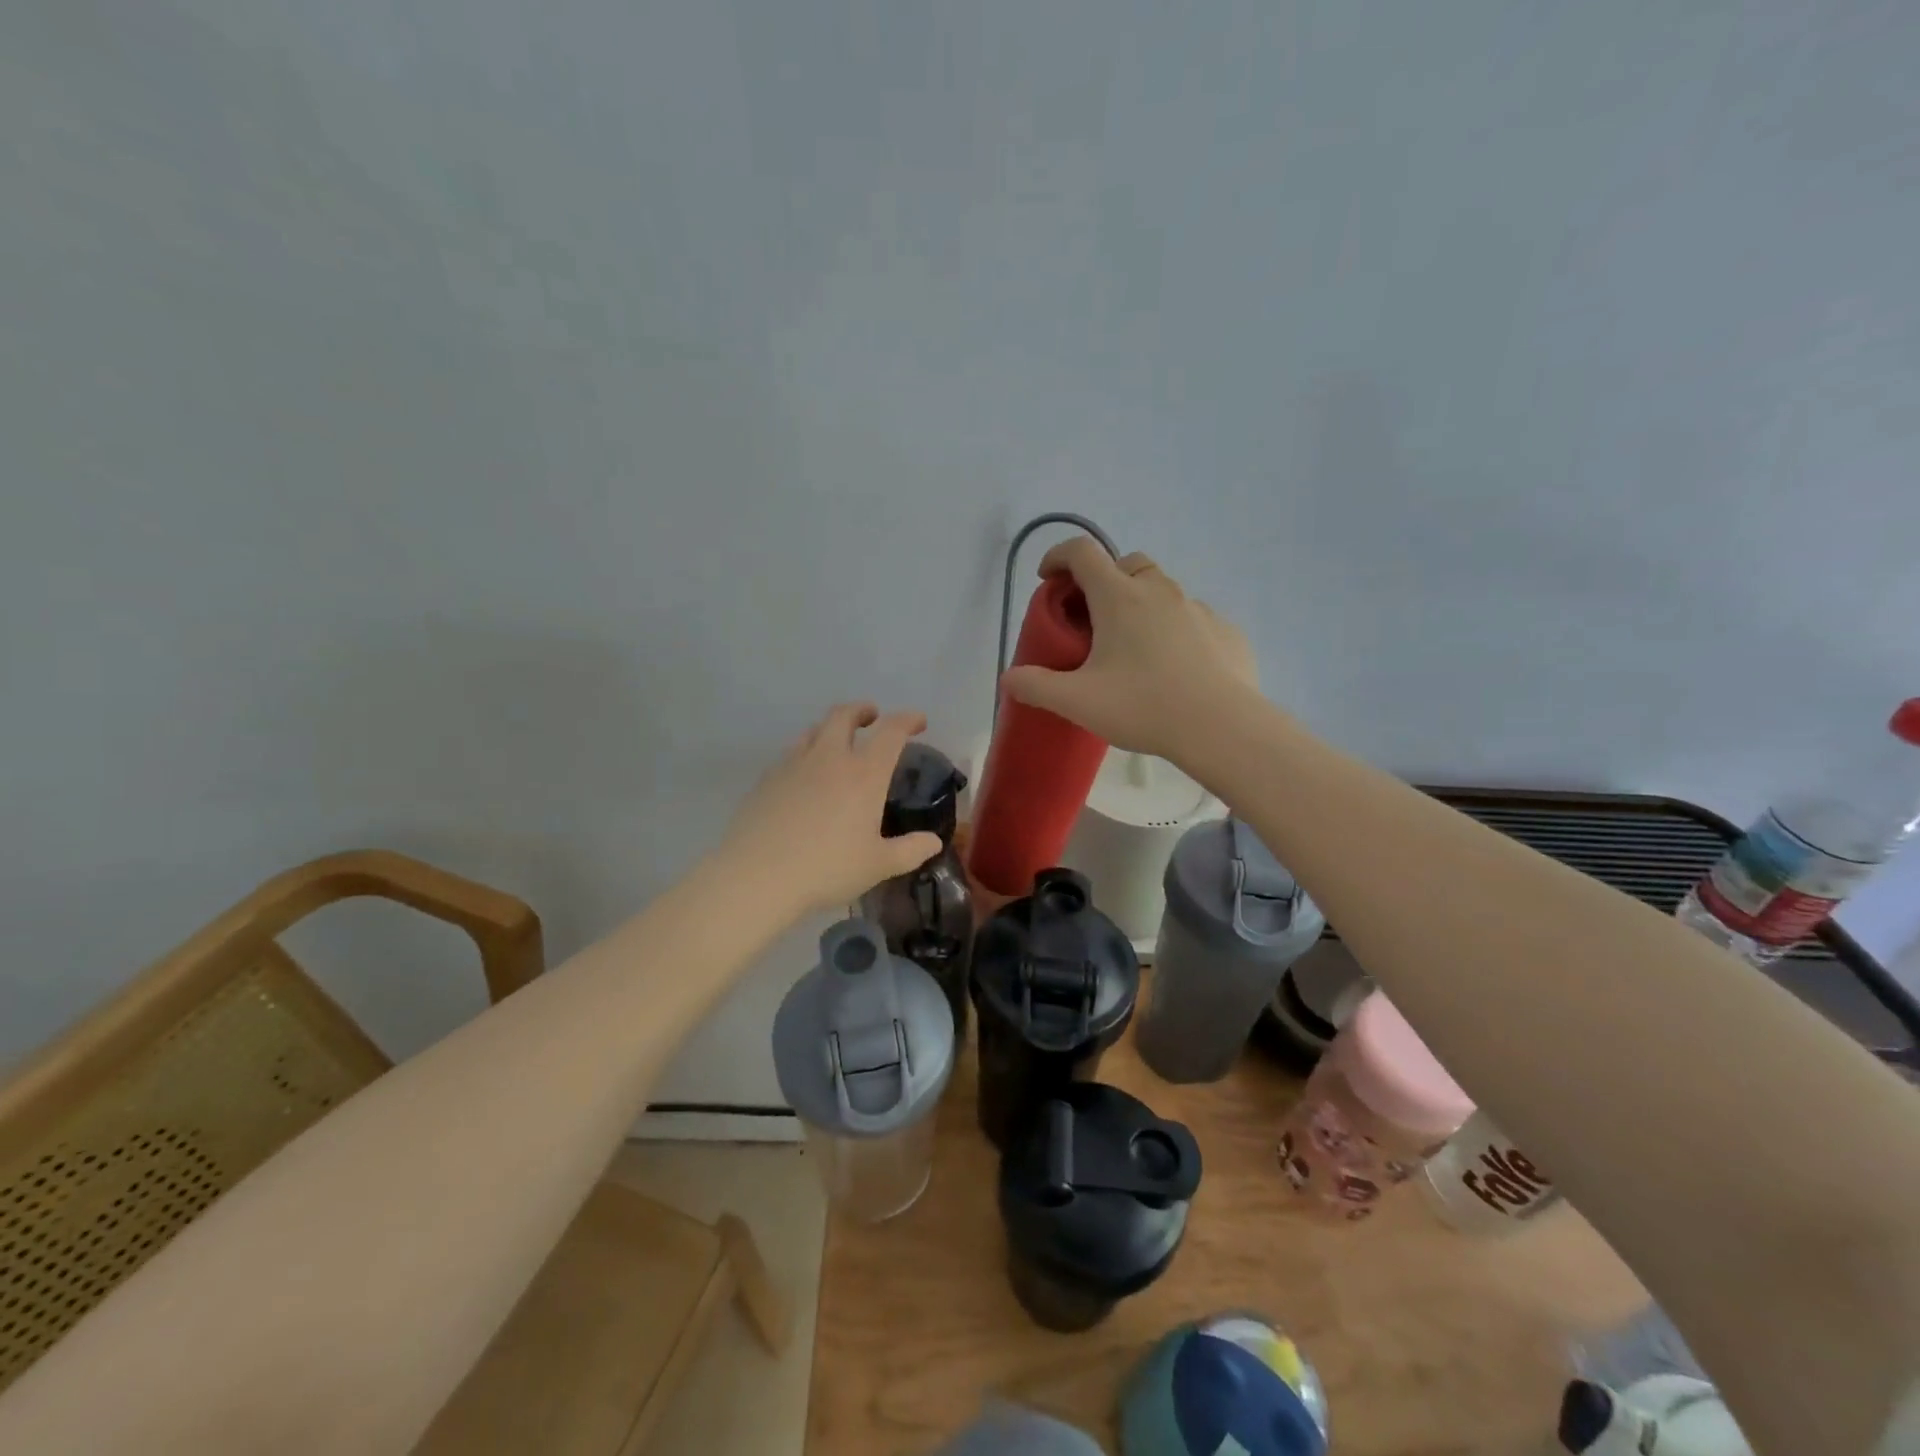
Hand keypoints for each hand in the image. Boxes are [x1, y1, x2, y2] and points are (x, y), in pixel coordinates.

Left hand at [721, 703, 944, 915]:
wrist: (758, 875)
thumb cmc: (827, 868)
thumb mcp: (878, 865)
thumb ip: (910, 851)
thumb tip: (933, 842)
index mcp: (864, 774)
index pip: (890, 732)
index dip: (907, 720)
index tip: (918, 721)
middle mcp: (829, 758)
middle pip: (844, 716)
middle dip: (862, 711)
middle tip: (871, 716)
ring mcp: (794, 765)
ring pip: (814, 730)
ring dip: (831, 728)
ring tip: (837, 741)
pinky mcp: (767, 779)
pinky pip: (791, 753)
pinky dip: (806, 752)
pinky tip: (805, 775)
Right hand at [1001, 539, 1257, 760]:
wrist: (1221, 728)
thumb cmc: (1144, 706)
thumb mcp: (1078, 702)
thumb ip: (1037, 687)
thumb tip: (1009, 679)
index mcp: (1120, 597)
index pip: (1083, 552)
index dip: (1059, 557)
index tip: (1049, 579)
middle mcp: (1159, 591)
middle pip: (1126, 564)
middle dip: (1104, 580)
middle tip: (1093, 619)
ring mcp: (1197, 608)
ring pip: (1162, 590)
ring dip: (1141, 604)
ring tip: (1134, 648)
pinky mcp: (1225, 631)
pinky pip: (1192, 618)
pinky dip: (1174, 629)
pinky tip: (1173, 667)